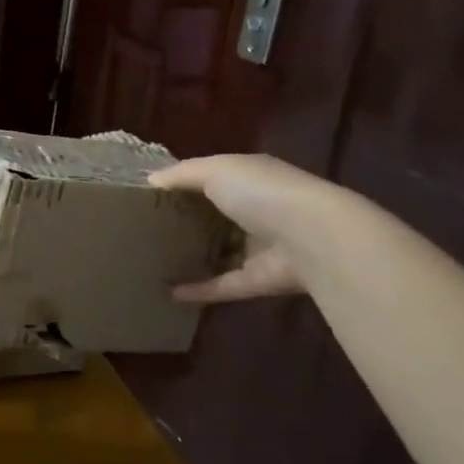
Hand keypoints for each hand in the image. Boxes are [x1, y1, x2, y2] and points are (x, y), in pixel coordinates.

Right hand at [148, 154, 338, 302]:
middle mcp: (259, 210)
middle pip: (218, 216)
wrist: (315, 238)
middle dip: (189, 221)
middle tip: (149, 228)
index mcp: (250, 177)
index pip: (215, 177)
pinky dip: (201, 290)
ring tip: (158, 260)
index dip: (185, 184)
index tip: (152, 194)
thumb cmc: (262, 193)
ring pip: (223, 251)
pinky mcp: (261, 279)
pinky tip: (171, 293)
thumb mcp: (216, 170)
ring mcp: (262, 246)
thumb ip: (182, 174)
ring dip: (196, 257)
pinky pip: (226, 284)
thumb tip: (151, 180)